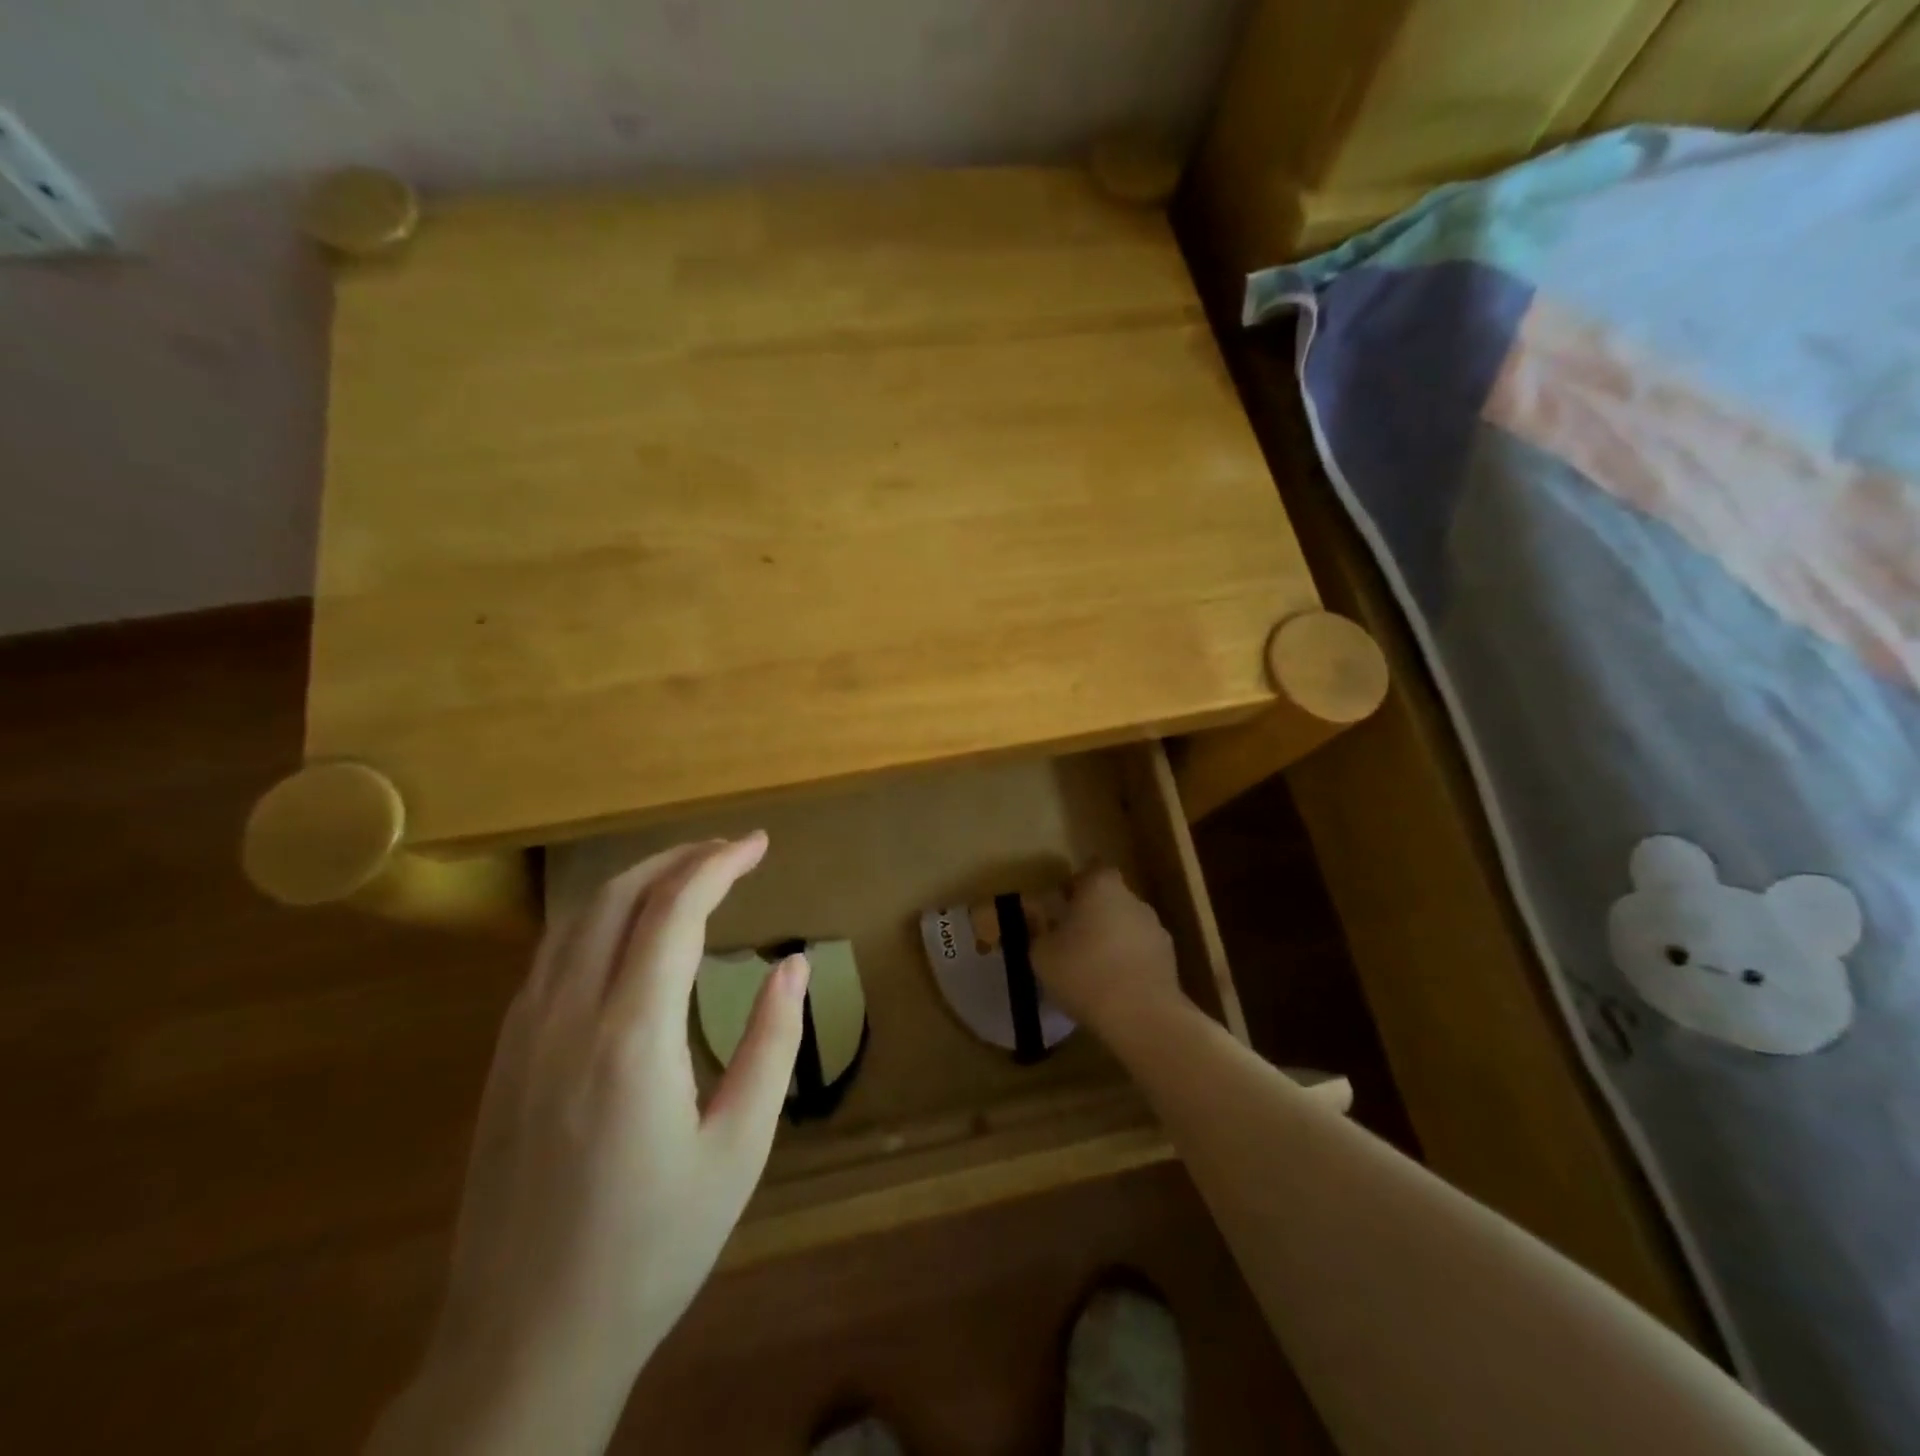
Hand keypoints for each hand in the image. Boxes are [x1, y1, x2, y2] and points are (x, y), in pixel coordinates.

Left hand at [368, 833, 806, 1455]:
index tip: (758, 845)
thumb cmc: (652, 1247)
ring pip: (575, 921)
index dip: (718, 865)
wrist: (524, 1343)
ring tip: (686, 876)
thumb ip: (771, 1044)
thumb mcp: (739, 1149)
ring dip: (634, 882)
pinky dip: (598, 920)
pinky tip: (627, 936)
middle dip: (677, 858)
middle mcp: (568, 1018)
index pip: (674, 912)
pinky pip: (551, 958)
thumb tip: (793, 965)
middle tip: (729, 851)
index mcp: (632, 1038)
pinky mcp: (503, 1061)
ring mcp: (523, 1037)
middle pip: (616, 898)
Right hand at [1031, 866, 1184, 1038]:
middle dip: (1093, 914)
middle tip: (1071, 938)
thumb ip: (1035, 929)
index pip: (1091, 871)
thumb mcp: (1041, 953)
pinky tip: (1113, 987)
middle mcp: (1132, 898)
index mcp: (1101, 886)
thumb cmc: (1083, 972)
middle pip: (1110, 898)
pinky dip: (1128, 962)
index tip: (1061, 904)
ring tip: (1092, 968)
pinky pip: (1141, 952)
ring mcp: (1156, 928)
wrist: (1142, 1016)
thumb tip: (1031, 913)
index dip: (1076, 885)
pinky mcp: (1170, 959)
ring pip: (1127, 926)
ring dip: (1112, 939)